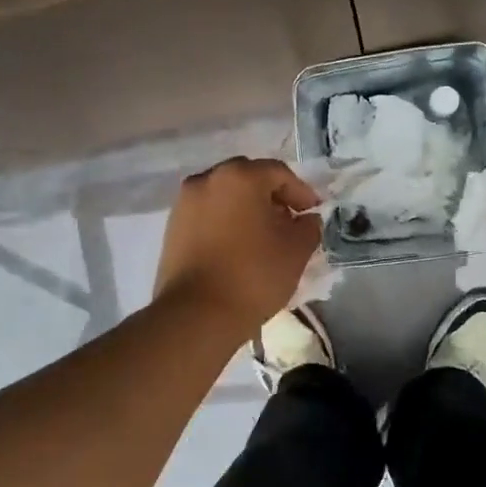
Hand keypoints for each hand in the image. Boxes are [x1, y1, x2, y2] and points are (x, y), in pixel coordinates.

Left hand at [154, 158, 321, 334]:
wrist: (197, 314)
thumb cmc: (254, 275)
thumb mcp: (296, 250)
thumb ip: (308, 227)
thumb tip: (305, 219)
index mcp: (240, 177)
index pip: (278, 173)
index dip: (301, 192)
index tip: (313, 213)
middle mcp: (207, 180)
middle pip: (248, 179)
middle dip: (271, 197)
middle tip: (289, 222)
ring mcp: (184, 204)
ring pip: (224, 197)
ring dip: (246, 210)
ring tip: (263, 237)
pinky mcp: (172, 228)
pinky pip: (207, 215)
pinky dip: (226, 223)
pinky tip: (238, 248)